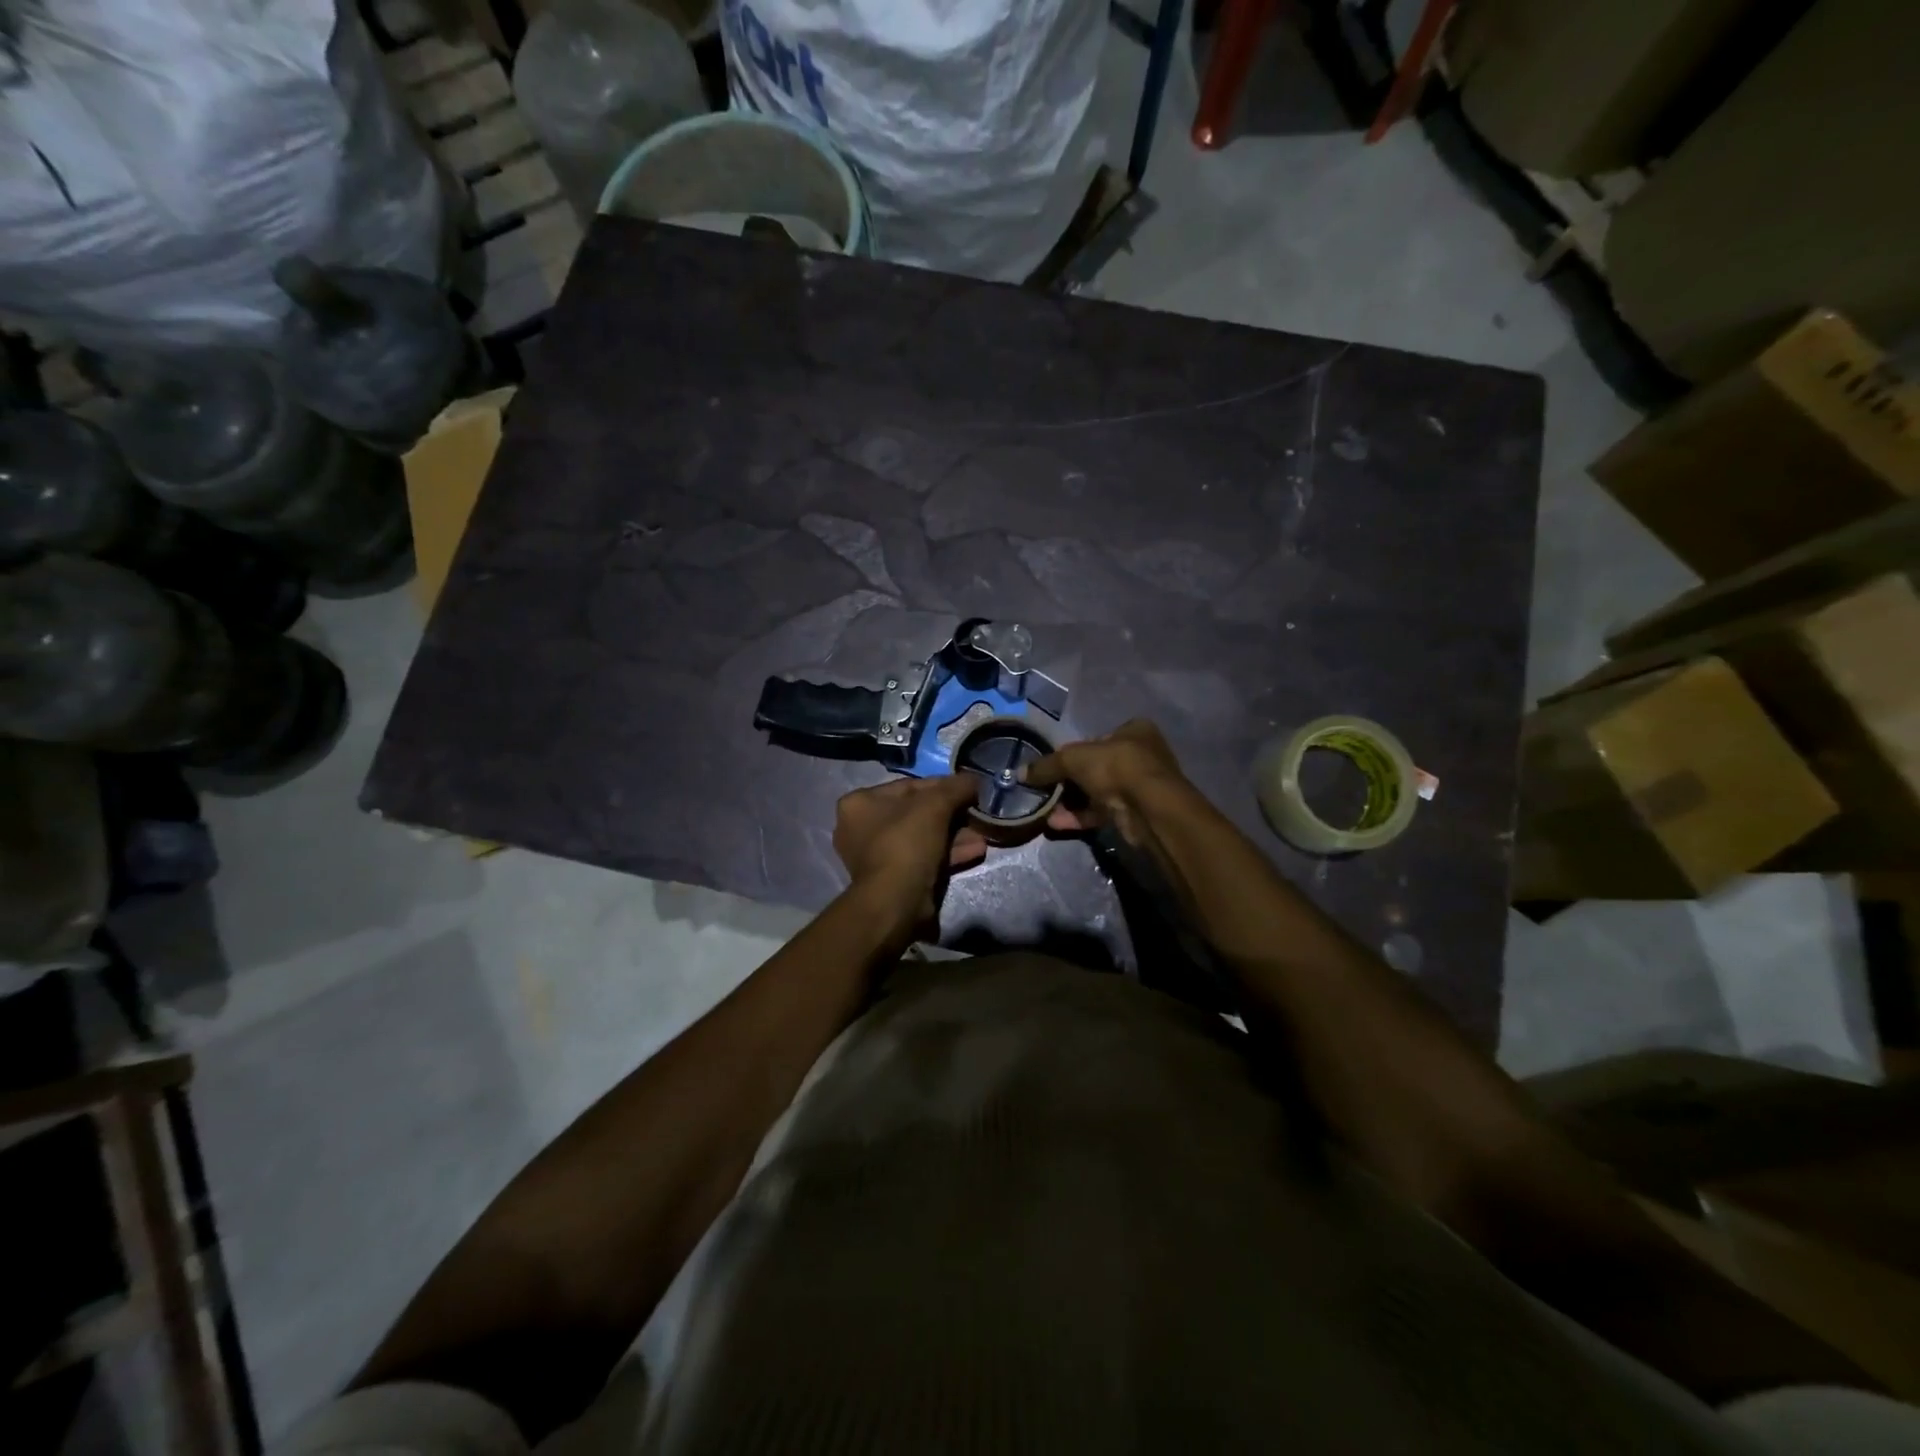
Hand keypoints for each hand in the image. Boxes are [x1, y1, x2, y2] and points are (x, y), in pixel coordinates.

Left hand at [832, 774, 987, 938]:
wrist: (896, 901)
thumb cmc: (907, 842)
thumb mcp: (935, 805)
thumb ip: (956, 787)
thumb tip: (974, 779)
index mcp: (859, 803)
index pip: (909, 786)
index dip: (943, 786)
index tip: (968, 790)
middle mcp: (860, 828)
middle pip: (916, 813)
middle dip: (951, 814)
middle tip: (976, 814)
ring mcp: (875, 857)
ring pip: (922, 837)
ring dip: (954, 836)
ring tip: (982, 835)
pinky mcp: (892, 879)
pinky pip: (923, 858)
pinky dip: (947, 854)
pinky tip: (975, 851)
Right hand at [1021, 719, 1191, 838]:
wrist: (1149, 809)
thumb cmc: (1116, 767)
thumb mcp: (1074, 758)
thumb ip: (1047, 765)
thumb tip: (1020, 773)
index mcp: (1134, 731)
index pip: (1097, 738)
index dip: (1073, 752)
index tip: (1054, 766)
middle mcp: (1141, 755)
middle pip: (1096, 767)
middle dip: (1069, 781)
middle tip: (1046, 790)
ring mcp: (1140, 786)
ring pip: (1098, 792)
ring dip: (1071, 801)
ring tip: (1045, 809)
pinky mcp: (1135, 812)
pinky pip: (1101, 812)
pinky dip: (1080, 817)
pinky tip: (1056, 823)